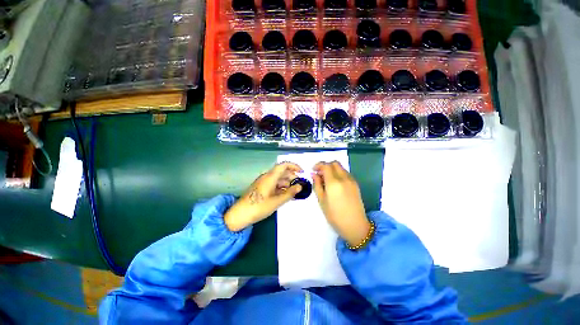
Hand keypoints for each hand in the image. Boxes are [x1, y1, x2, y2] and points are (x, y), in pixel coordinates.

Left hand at [224, 162, 302, 231]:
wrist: (240, 214)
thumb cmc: (259, 207)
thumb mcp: (277, 201)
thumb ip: (290, 193)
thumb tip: (300, 186)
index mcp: (270, 177)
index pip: (283, 165)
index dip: (294, 166)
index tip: (302, 172)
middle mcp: (267, 177)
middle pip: (281, 172)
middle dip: (292, 176)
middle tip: (300, 184)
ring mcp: (263, 182)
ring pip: (278, 178)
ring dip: (287, 182)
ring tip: (294, 191)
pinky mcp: (261, 188)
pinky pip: (273, 184)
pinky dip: (281, 187)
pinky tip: (285, 194)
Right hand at [313, 161, 370, 246]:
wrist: (355, 225)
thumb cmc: (335, 215)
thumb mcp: (321, 201)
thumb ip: (317, 185)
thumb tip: (314, 174)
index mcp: (334, 183)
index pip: (326, 165)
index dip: (318, 165)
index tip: (313, 170)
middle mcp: (344, 178)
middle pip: (334, 163)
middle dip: (325, 166)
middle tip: (319, 174)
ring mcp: (351, 180)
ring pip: (341, 167)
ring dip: (332, 169)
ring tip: (326, 180)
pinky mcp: (355, 184)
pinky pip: (345, 173)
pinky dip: (338, 174)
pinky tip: (335, 184)